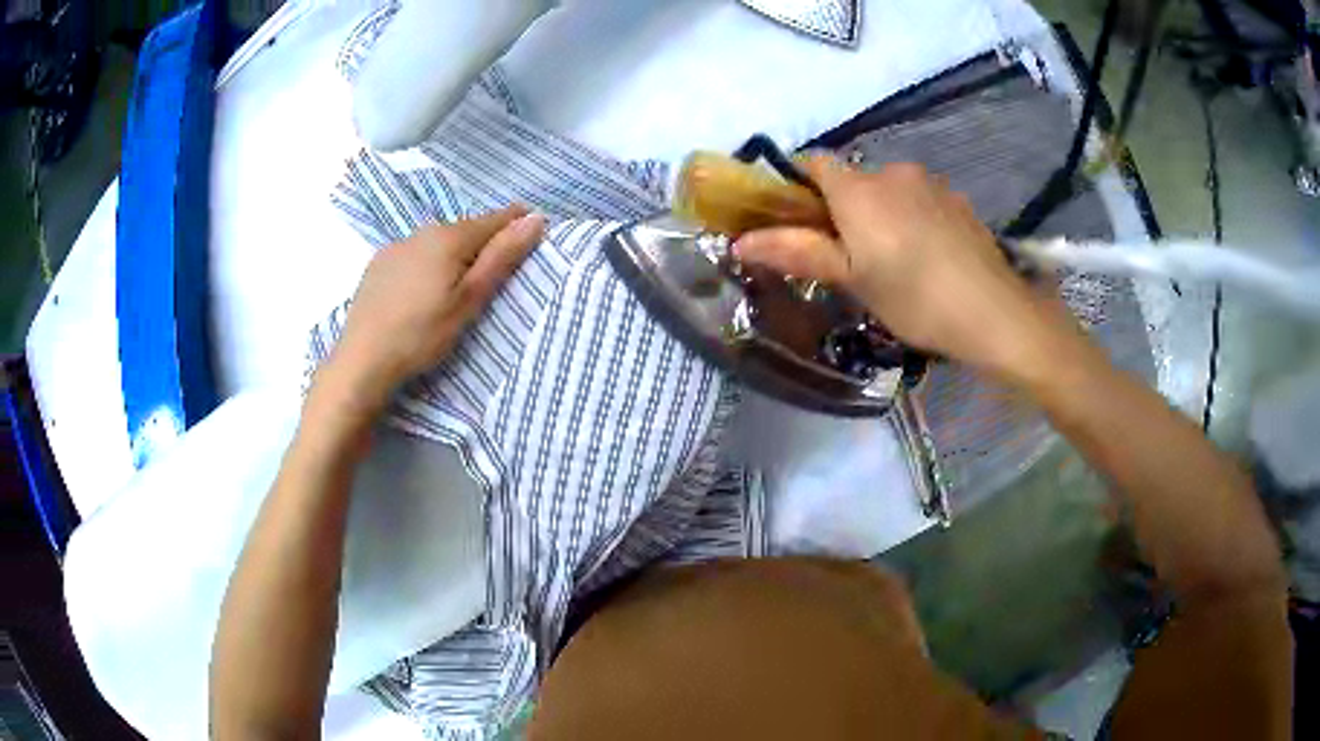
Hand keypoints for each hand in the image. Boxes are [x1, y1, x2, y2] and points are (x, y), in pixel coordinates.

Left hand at [322, 205, 544, 409]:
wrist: (362, 360)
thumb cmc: (422, 334)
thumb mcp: (470, 300)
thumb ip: (501, 257)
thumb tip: (536, 218)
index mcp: (449, 237)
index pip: (495, 219)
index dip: (517, 223)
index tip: (535, 231)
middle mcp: (422, 231)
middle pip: (464, 229)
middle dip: (485, 242)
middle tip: (497, 270)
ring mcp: (396, 246)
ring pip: (437, 241)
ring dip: (454, 252)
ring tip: (458, 283)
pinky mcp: (378, 264)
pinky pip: (414, 253)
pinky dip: (428, 262)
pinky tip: (423, 289)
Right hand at [733, 158, 1064, 380]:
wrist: (994, 313)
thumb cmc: (914, 298)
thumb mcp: (851, 280)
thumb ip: (797, 252)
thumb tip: (739, 241)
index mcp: (858, 188)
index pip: (811, 162)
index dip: (796, 185)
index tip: (797, 222)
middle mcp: (892, 171)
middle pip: (851, 179)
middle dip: (841, 208)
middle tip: (848, 258)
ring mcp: (930, 182)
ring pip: (887, 189)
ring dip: (879, 213)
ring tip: (893, 262)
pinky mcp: (956, 199)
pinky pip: (918, 198)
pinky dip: (910, 217)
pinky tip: (926, 256)